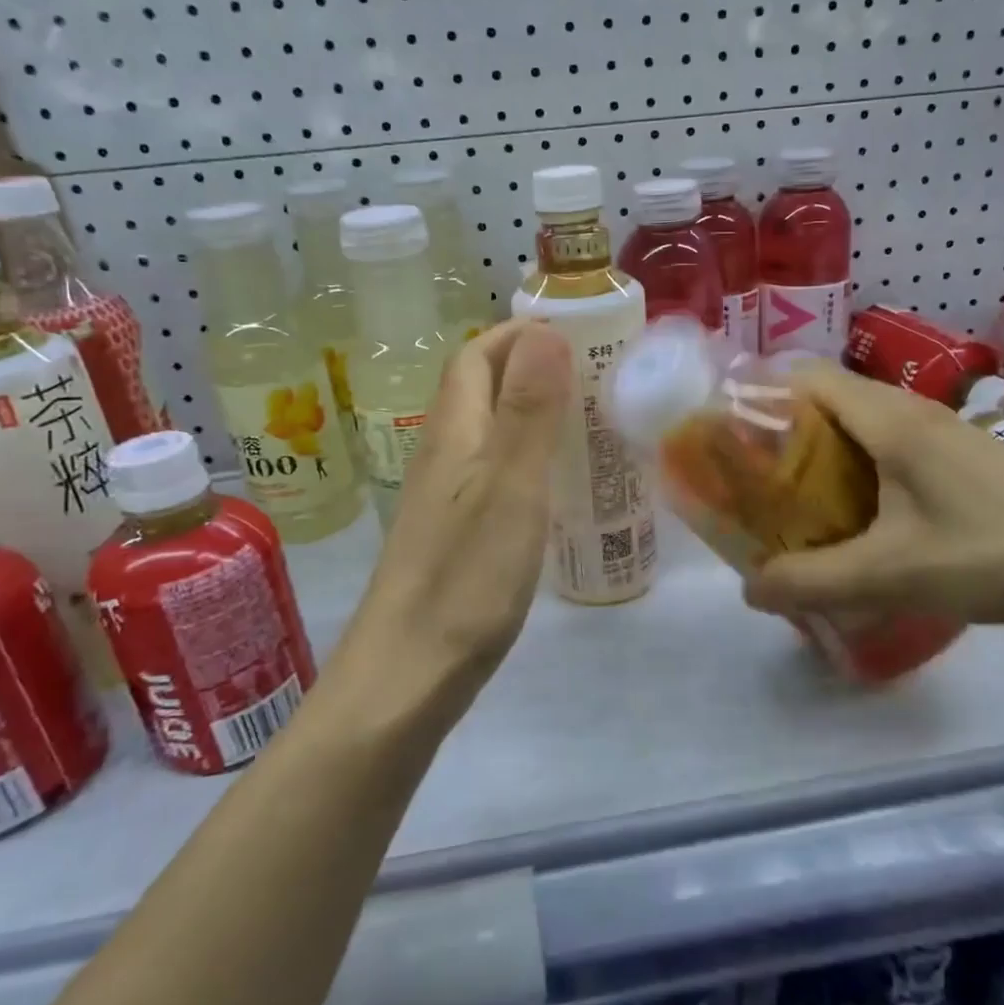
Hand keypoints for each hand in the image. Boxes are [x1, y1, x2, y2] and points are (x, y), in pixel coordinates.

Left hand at [343, 319, 571, 706]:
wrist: (407, 674)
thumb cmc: (466, 576)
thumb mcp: (511, 486)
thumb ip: (529, 409)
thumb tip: (545, 329)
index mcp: (454, 431)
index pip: (477, 354)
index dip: (520, 333)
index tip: (579, 333)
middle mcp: (442, 453)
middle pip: (481, 388)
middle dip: (531, 366)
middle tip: (596, 375)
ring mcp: (444, 495)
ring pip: (488, 430)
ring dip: (531, 411)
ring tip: (587, 419)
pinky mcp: (453, 532)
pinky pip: (492, 471)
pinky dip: (527, 457)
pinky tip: (557, 484)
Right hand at [743, 363, 1003, 633]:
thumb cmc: (995, 554)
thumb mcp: (892, 575)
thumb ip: (812, 582)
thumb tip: (750, 590)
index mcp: (889, 419)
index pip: (804, 376)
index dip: (760, 397)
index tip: (729, 440)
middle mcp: (911, 411)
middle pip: (826, 400)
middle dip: (782, 435)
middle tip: (753, 484)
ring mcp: (941, 434)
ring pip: (858, 427)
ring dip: (820, 458)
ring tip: (795, 506)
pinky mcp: (960, 460)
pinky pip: (888, 450)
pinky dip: (856, 474)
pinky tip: (857, 523)